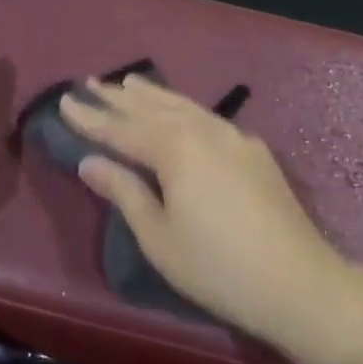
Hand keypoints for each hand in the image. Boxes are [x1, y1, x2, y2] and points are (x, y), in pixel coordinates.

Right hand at [59, 75, 351, 346]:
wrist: (298, 282)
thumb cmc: (216, 267)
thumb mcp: (158, 236)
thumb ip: (124, 191)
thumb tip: (90, 162)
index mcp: (174, 149)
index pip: (121, 129)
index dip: (90, 118)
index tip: (64, 101)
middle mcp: (203, 130)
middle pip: (151, 108)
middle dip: (117, 97)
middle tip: (89, 83)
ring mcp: (234, 136)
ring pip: (183, 106)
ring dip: (152, 94)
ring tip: (128, 82)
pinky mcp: (254, 150)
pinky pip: (208, 116)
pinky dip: (184, 107)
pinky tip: (181, 110)